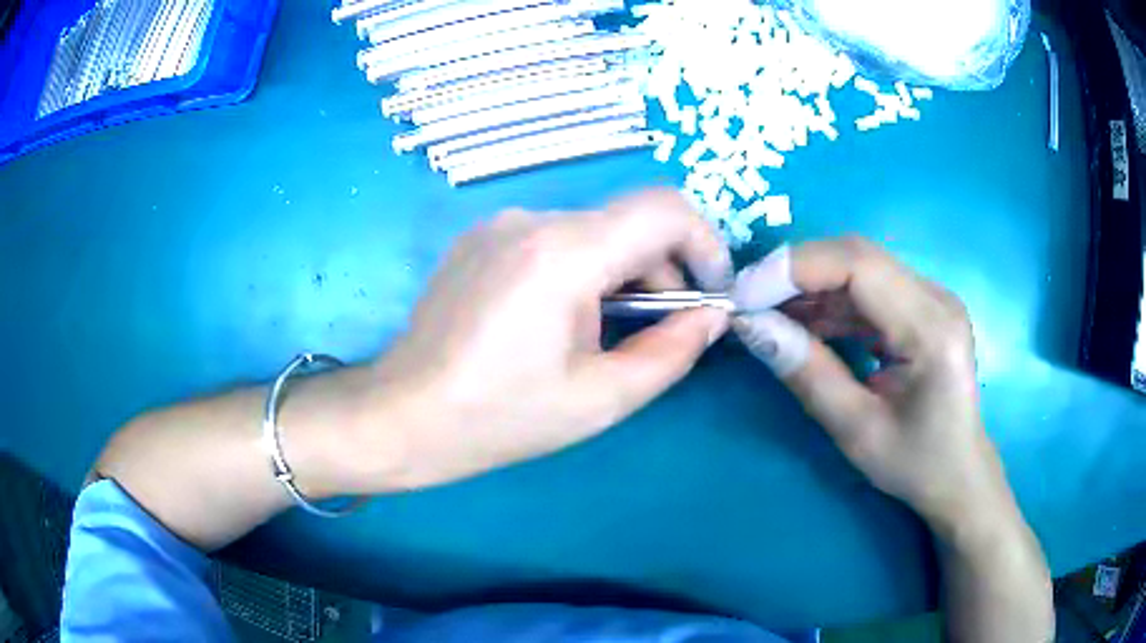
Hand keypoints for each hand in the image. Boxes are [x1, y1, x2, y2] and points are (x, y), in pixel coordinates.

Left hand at [371, 189, 732, 489]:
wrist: (403, 416)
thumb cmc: (500, 418)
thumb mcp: (600, 399)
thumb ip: (671, 352)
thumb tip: (712, 316)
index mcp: (562, 253)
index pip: (665, 209)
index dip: (706, 244)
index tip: (711, 293)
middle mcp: (530, 219)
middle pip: (628, 222)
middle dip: (662, 270)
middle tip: (660, 331)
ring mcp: (499, 224)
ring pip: (592, 231)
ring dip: (619, 273)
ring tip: (601, 334)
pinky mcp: (480, 238)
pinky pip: (553, 238)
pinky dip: (580, 269)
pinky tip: (556, 321)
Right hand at [733, 239, 1053, 641]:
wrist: (959, 476)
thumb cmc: (917, 464)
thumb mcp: (857, 431)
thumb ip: (808, 374)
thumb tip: (752, 327)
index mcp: (932, 328)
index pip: (859, 265)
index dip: (796, 268)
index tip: (745, 294)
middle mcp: (936, 297)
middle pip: (858, 256)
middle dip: (796, 272)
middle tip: (748, 301)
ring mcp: (931, 298)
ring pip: (859, 268)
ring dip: (810, 287)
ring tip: (766, 315)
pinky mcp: (922, 307)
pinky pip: (868, 289)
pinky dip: (829, 302)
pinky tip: (802, 324)